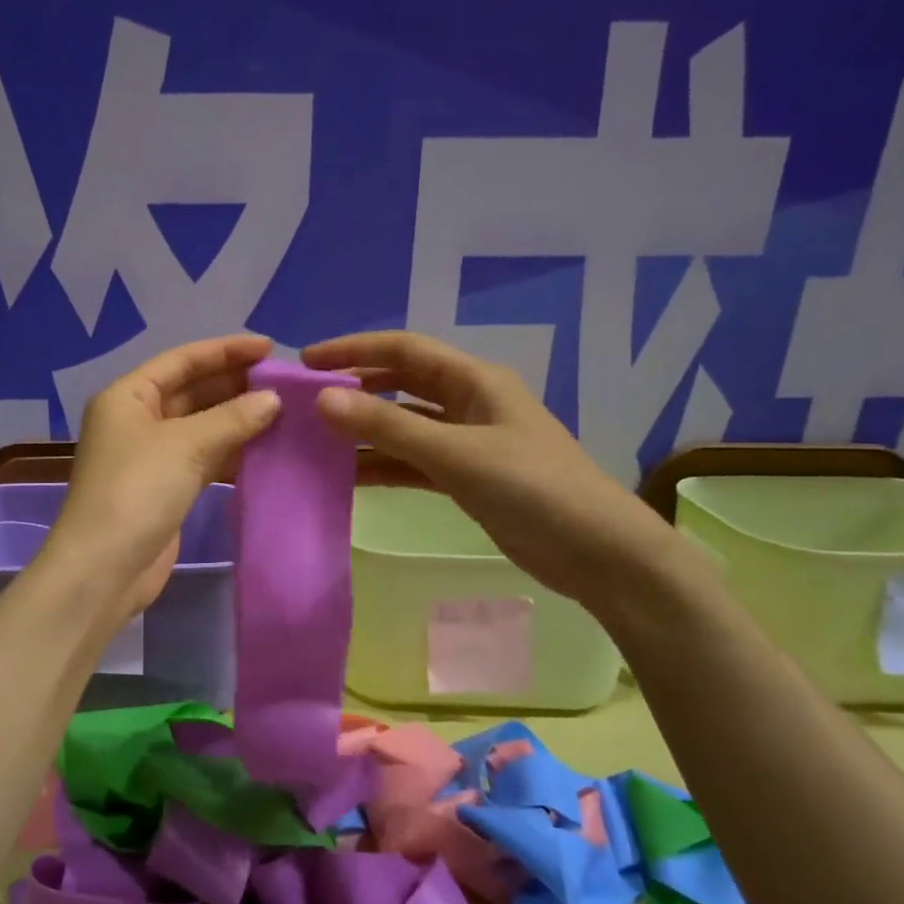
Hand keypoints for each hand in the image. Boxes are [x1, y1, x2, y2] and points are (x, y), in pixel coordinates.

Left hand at [41, 334, 281, 625]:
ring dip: (237, 419)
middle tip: (284, 382)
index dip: (225, 350)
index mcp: (128, 396)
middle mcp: (136, 420)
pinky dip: (231, 452)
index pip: (181, 360)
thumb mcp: (185, 445)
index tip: (269, 348)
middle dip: (235, 384)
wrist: (105, 569)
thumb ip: (232, 418)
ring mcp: (150, 456)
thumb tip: (273, 400)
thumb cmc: (137, 491)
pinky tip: (266, 449)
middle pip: (191, 391)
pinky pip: (203, 458)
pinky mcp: (165, 488)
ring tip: (284, 412)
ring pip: (200, 426)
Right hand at [301, 330, 677, 608]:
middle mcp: (469, 402)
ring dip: (365, 430)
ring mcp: (468, 441)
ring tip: (315, 440)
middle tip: (304, 402)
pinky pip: (414, 461)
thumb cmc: (532, 489)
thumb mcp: (455, 454)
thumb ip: (387, 427)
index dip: (353, 350)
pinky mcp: (467, 477)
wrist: (599, 554)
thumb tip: (323, 399)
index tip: (306, 362)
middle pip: (401, 384)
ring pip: (404, 426)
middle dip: (355, 388)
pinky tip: (349, 476)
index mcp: (474, 380)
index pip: (403, 351)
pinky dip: (383, 465)